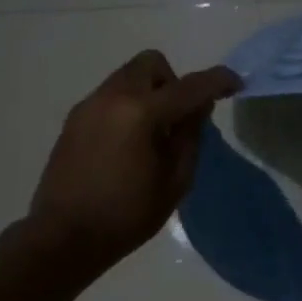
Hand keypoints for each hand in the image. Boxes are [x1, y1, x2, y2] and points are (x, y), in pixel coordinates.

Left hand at [28, 50, 241, 268]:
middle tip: (179, 119)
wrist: (64, 237)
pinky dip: (129, 106)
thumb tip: (197, 108)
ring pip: (128, 77)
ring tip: (153, 135)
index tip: (236, 84)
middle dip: (174, 82)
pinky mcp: (74, 119)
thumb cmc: (127, 214)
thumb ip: (191, 137)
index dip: (218, 81)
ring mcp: (89, 105)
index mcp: (141, 113)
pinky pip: (111, 96)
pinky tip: (129, 145)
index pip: (190, 86)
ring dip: (150, 93)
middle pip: (151, 63)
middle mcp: (113, 97)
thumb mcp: (176, 180)